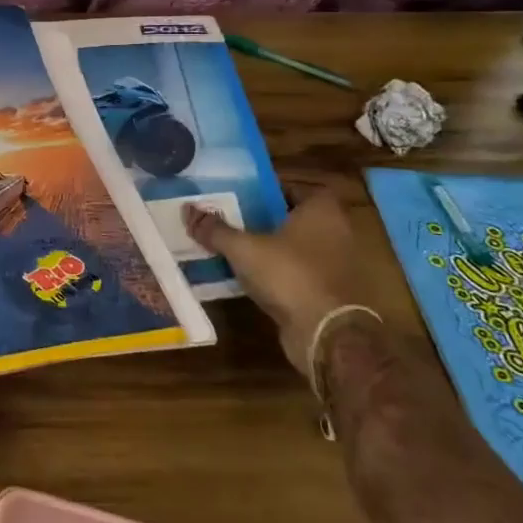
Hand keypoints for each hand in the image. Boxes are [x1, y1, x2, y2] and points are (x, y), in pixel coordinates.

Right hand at [186, 193, 368, 379]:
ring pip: (296, 248)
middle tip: (232, 218)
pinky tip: (250, 278)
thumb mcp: (243, 248)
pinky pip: (299, 274)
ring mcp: (336, 265)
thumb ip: (215, 229)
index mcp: (322, 210)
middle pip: (294, 217)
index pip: (295, 188)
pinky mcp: (330, 294)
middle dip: (265, 219)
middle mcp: (336, 232)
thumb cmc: (290, 275)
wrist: (327, 334)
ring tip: (235, 248)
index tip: (241, 194)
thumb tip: (187, 210)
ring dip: (271, 249)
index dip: (268, 189)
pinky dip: (279, 274)